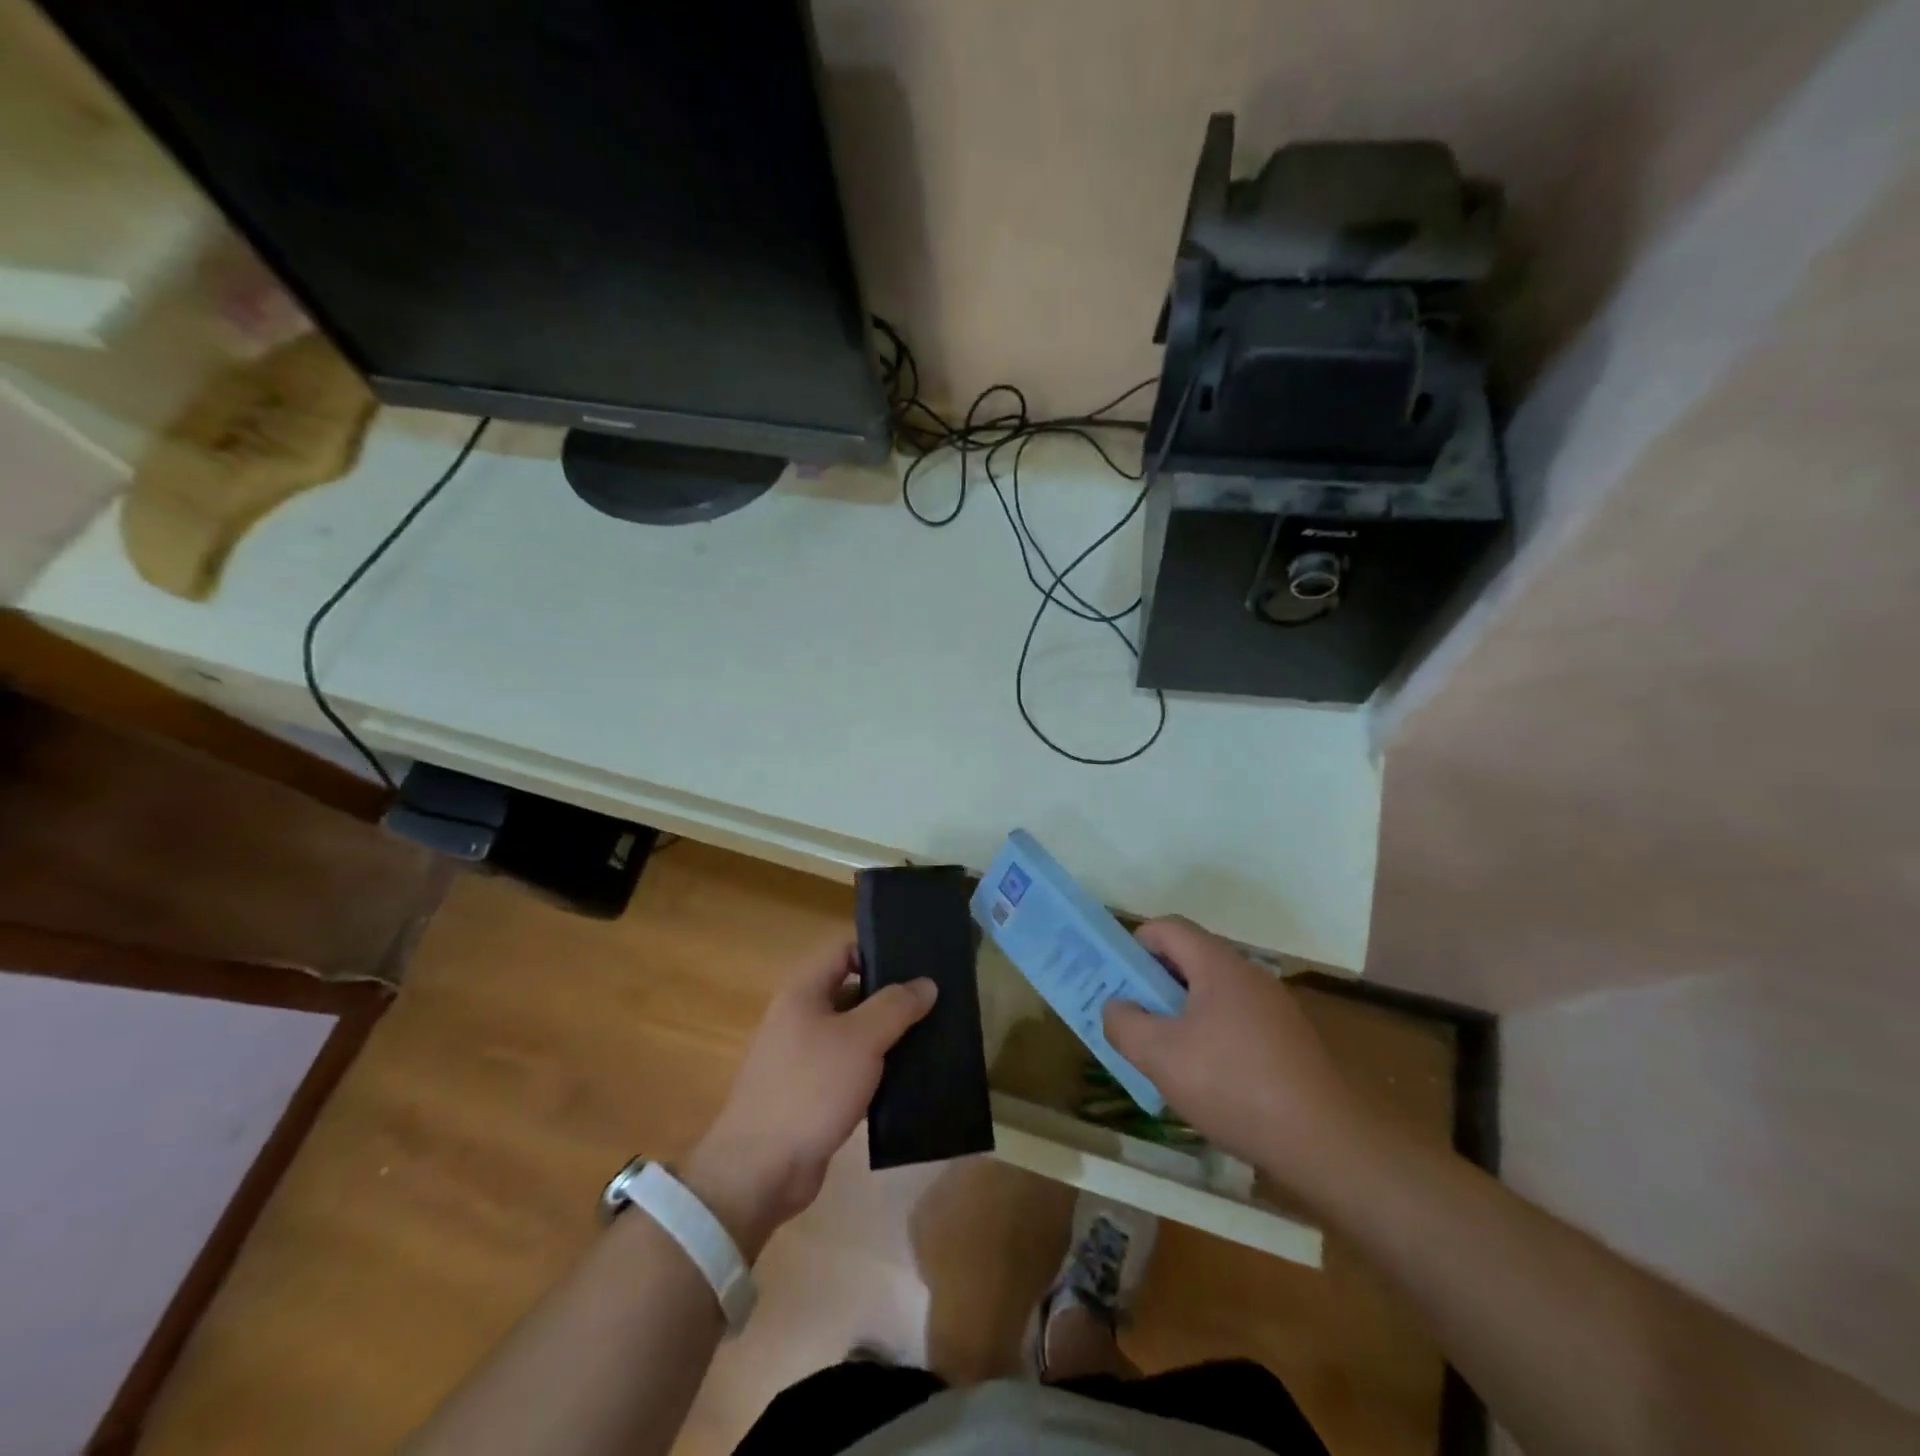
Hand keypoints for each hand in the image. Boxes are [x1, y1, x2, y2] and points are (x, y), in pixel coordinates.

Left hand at [682, 940, 934, 1257]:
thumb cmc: (810, 1088)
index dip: (879, 952)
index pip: (844, 952)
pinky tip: (907, 1080)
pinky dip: (875, 1071)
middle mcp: (800, 1018)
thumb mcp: (861, 1039)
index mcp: (803, 992)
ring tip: (931, 1038)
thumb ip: (895, 1006)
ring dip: (887, 1037)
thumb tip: (926, 983)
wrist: (761, 1170)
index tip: (918, 964)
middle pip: (851, 992)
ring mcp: (803, 1058)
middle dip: (890, 998)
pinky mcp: (811, 1095)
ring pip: (853, 1034)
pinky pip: (850, 1070)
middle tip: (935, 1003)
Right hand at [1103, 917, 1374, 1194]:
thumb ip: (1124, 1024)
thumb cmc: (1232, 1085)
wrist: (1324, 1141)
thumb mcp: (1160, 1056)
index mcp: (1218, 964)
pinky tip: (1207, 1078)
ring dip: (1181, 1012)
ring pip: (1212, 992)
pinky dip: (1210, 1034)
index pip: (1167, 928)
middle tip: (1133, 1017)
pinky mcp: (1288, 1038)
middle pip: (1190, 958)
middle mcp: (1248, 974)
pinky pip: (1235, 1019)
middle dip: (1154, 983)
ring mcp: (1273, 1006)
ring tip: (1165, 1053)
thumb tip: (1116, 1007)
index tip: (1118, 981)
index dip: (1135, 945)